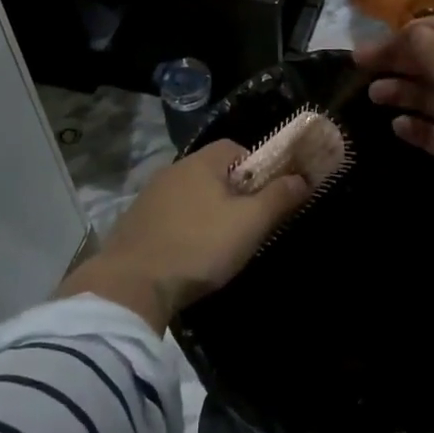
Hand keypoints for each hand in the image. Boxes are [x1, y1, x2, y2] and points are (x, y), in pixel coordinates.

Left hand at [56, 142, 309, 330]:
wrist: (131, 284)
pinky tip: (190, 254)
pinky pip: (171, 216)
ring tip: (220, 245)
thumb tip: (302, 178)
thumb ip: (278, 198)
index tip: (267, 197)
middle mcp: (173, 170)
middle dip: (235, 193)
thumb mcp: (249, 224)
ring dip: (208, 213)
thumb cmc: (199, 246)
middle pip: (214, 172)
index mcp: (200, 162)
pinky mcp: (136, 222)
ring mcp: (150, 196)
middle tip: (248, 225)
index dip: (258, 168)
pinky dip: (185, 229)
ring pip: (192, 196)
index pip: (236, 148)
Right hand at [355, 17, 433, 219]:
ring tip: (374, 94)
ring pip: (430, 98)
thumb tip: (413, 31)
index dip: (423, 30)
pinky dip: (415, 128)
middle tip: (361, 61)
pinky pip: (432, 133)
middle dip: (400, 60)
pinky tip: (397, 125)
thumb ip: (430, 48)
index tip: (391, 35)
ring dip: (402, 92)